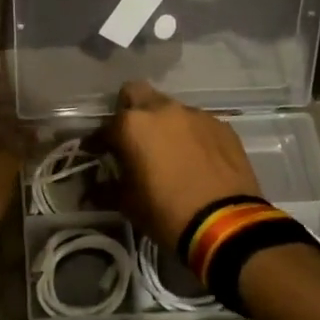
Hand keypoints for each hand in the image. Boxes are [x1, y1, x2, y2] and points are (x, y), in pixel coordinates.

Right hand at [103, 81, 260, 250]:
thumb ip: (106, 188)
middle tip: (133, 139)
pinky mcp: (222, 126)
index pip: (105, 127)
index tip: (99, 155)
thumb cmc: (166, 212)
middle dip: (130, 111)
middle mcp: (162, 109)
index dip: (99, 142)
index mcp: (132, 125)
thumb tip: (93, 187)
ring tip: (169, 151)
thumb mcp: (127, 204)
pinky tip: (196, 158)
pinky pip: (197, 123)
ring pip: (170, 108)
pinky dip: (190, 135)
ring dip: (164, 124)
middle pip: (137, 94)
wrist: (226, 225)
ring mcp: (195, 114)